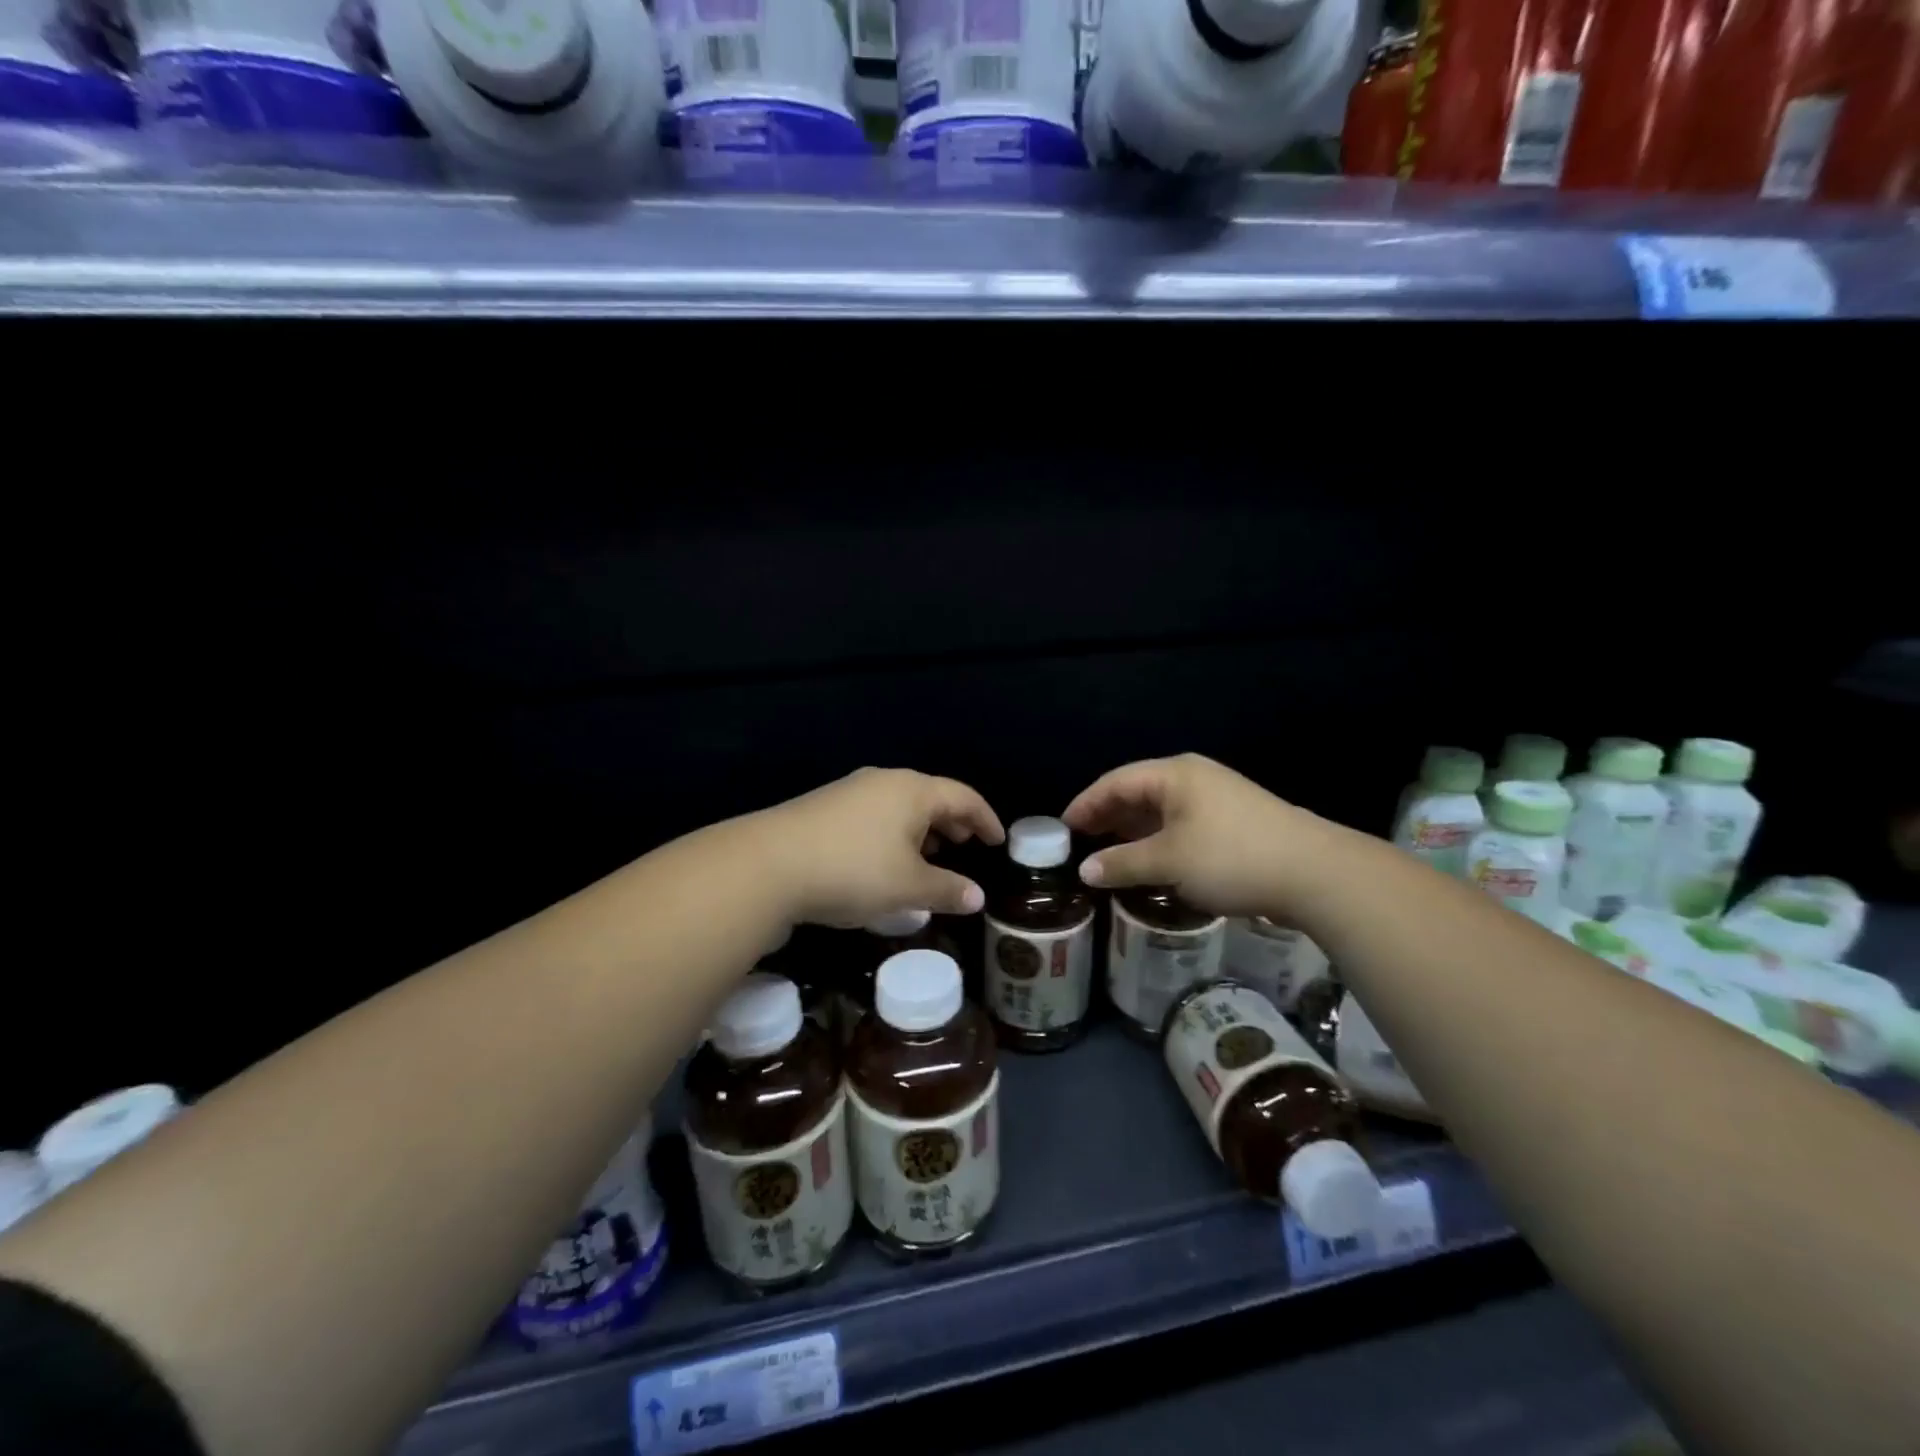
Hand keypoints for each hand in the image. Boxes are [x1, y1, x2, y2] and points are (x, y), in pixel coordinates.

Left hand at [753, 767, 1004, 928]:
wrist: (768, 864)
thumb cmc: (853, 871)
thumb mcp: (908, 887)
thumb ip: (947, 890)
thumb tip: (977, 897)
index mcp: (913, 790)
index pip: (963, 797)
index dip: (985, 819)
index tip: (998, 841)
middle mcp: (884, 781)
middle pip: (930, 796)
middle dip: (952, 822)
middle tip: (965, 846)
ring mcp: (850, 791)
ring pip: (899, 806)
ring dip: (921, 829)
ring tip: (928, 857)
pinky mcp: (824, 808)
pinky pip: (874, 814)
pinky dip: (893, 833)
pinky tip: (885, 861)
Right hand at [1063, 753, 1330, 919]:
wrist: (1315, 873)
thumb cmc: (1232, 857)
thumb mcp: (1169, 861)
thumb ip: (1122, 863)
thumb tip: (1085, 871)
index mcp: (1174, 774)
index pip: (1115, 782)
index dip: (1085, 804)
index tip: (1062, 828)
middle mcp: (1193, 778)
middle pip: (1137, 792)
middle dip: (1107, 817)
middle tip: (1080, 842)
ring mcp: (1216, 799)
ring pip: (1160, 810)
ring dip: (1132, 831)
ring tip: (1107, 853)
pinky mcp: (1233, 822)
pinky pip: (1181, 824)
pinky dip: (1158, 840)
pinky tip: (1149, 861)